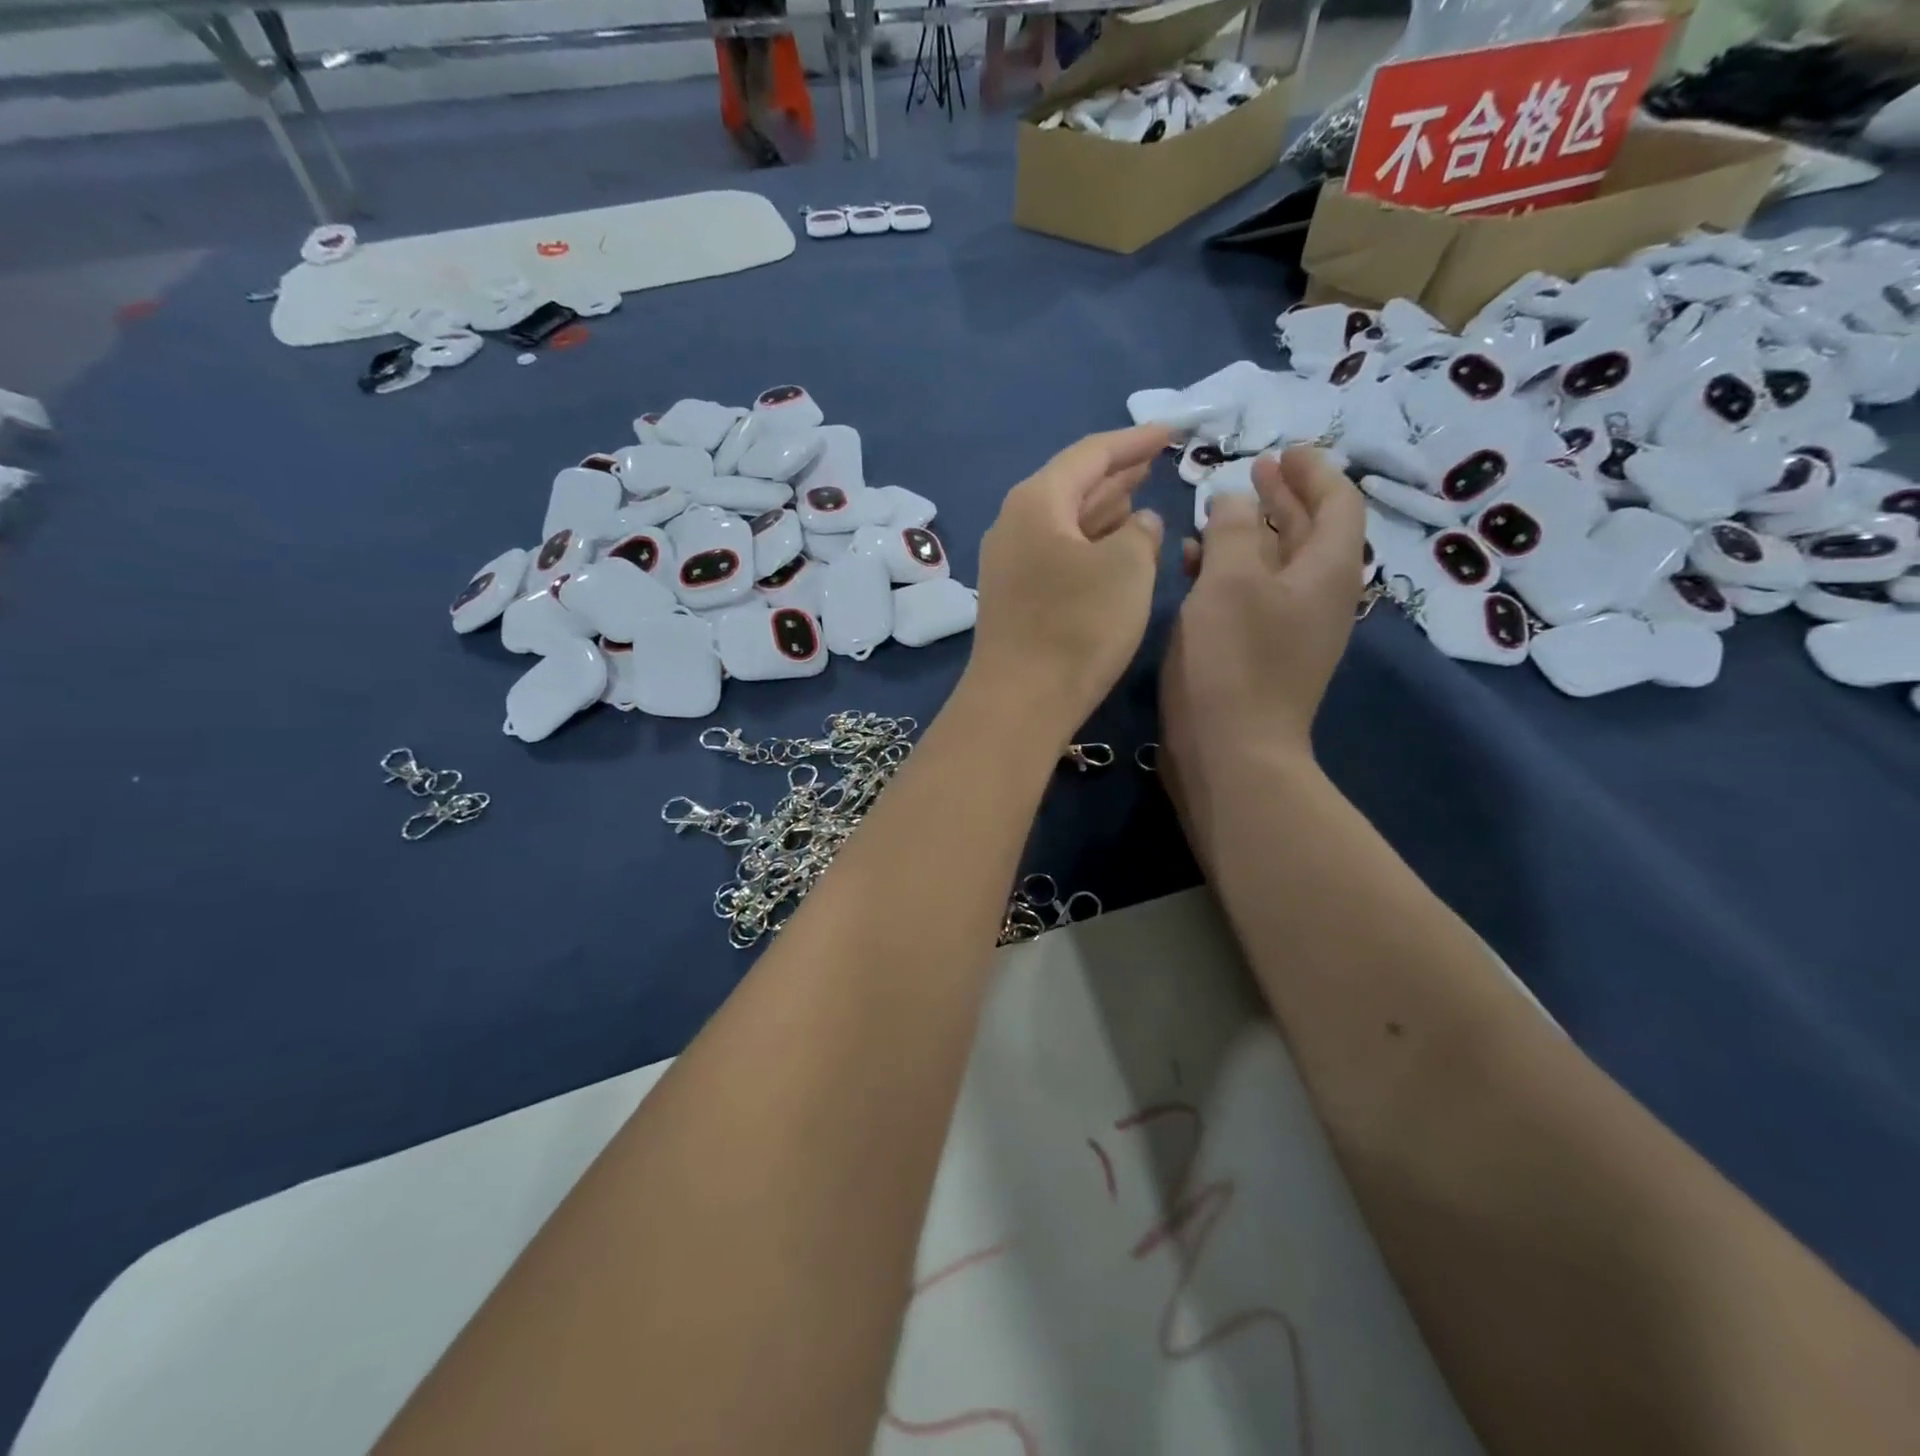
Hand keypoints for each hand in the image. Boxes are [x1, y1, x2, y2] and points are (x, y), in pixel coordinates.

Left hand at [965, 424, 1170, 745]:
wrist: (1019, 701)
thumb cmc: (1077, 626)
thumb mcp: (1126, 568)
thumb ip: (1140, 533)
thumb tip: (1138, 522)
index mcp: (1036, 501)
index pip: (1090, 453)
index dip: (1135, 440)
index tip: (1173, 431)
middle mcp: (1015, 524)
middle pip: (1072, 484)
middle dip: (1117, 471)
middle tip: (1157, 458)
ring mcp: (1011, 563)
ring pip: (1066, 521)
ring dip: (1104, 508)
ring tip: (1140, 494)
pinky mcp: (1016, 597)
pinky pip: (1060, 552)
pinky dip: (1091, 542)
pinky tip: (1114, 546)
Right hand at [1159, 448, 1364, 810]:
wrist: (1230, 753)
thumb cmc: (1232, 660)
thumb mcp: (1228, 581)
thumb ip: (1232, 528)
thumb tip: (1235, 498)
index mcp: (1327, 570)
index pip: (1338, 502)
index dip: (1313, 471)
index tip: (1282, 451)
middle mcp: (1319, 597)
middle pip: (1311, 533)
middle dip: (1283, 499)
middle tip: (1251, 473)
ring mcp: (1292, 631)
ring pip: (1277, 566)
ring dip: (1250, 536)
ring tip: (1210, 517)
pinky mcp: (1263, 656)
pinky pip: (1254, 599)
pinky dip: (1231, 575)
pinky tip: (1193, 571)